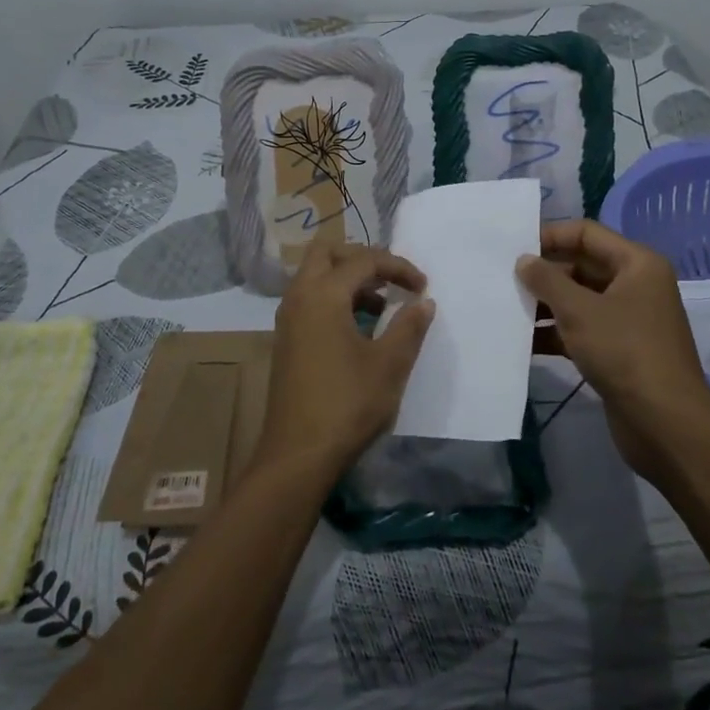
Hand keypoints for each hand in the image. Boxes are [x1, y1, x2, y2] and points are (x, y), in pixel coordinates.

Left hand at [259, 244, 435, 479]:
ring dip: (348, 280)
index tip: (423, 288)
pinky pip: (310, 300)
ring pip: (315, 277)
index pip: (364, 260)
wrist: (298, 455)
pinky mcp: (286, 341)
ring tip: (381, 306)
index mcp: (323, 295)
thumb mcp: (389, 365)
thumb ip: (409, 326)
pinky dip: (335, 299)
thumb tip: (423, 302)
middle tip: (391, 279)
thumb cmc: (347, 404)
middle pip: (327, 253)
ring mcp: (288, 320)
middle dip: (363, 259)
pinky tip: (359, 329)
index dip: (398, 267)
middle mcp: (299, 298)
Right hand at [517, 220, 709, 484]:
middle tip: (502, 279)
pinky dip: (553, 333)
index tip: (512, 247)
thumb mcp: (580, 311)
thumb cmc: (625, 352)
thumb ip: (547, 280)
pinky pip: (580, 330)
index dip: (550, 236)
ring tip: (504, 308)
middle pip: (581, 266)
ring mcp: (626, 320)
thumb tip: (523, 260)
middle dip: (543, 274)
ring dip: (544, 305)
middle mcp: (635, 285)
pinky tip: (520, 341)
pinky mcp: (617, 351)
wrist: (665, 424)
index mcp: (637, 264)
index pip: (586, 234)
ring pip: (578, 301)